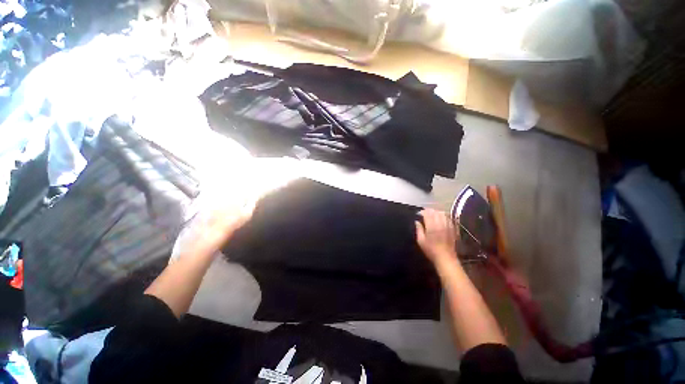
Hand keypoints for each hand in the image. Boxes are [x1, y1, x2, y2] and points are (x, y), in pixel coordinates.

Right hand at [415, 208, 457, 264]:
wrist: (446, 258)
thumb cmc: (431, 250)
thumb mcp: (421, 241)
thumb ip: (419, 229)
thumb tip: (417, 222)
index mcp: (431, 227)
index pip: (427, 214)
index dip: (422, 212)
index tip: (419, 213)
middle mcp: (440, 224)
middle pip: (435, 212)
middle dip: (429, 211)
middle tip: (424, 213)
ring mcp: (448, 226)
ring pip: (443, 214)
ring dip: (436, 212)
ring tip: (432, 214)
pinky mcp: (453, 229)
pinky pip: (448, 218)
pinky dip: (444, 216)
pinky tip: (441, 218)